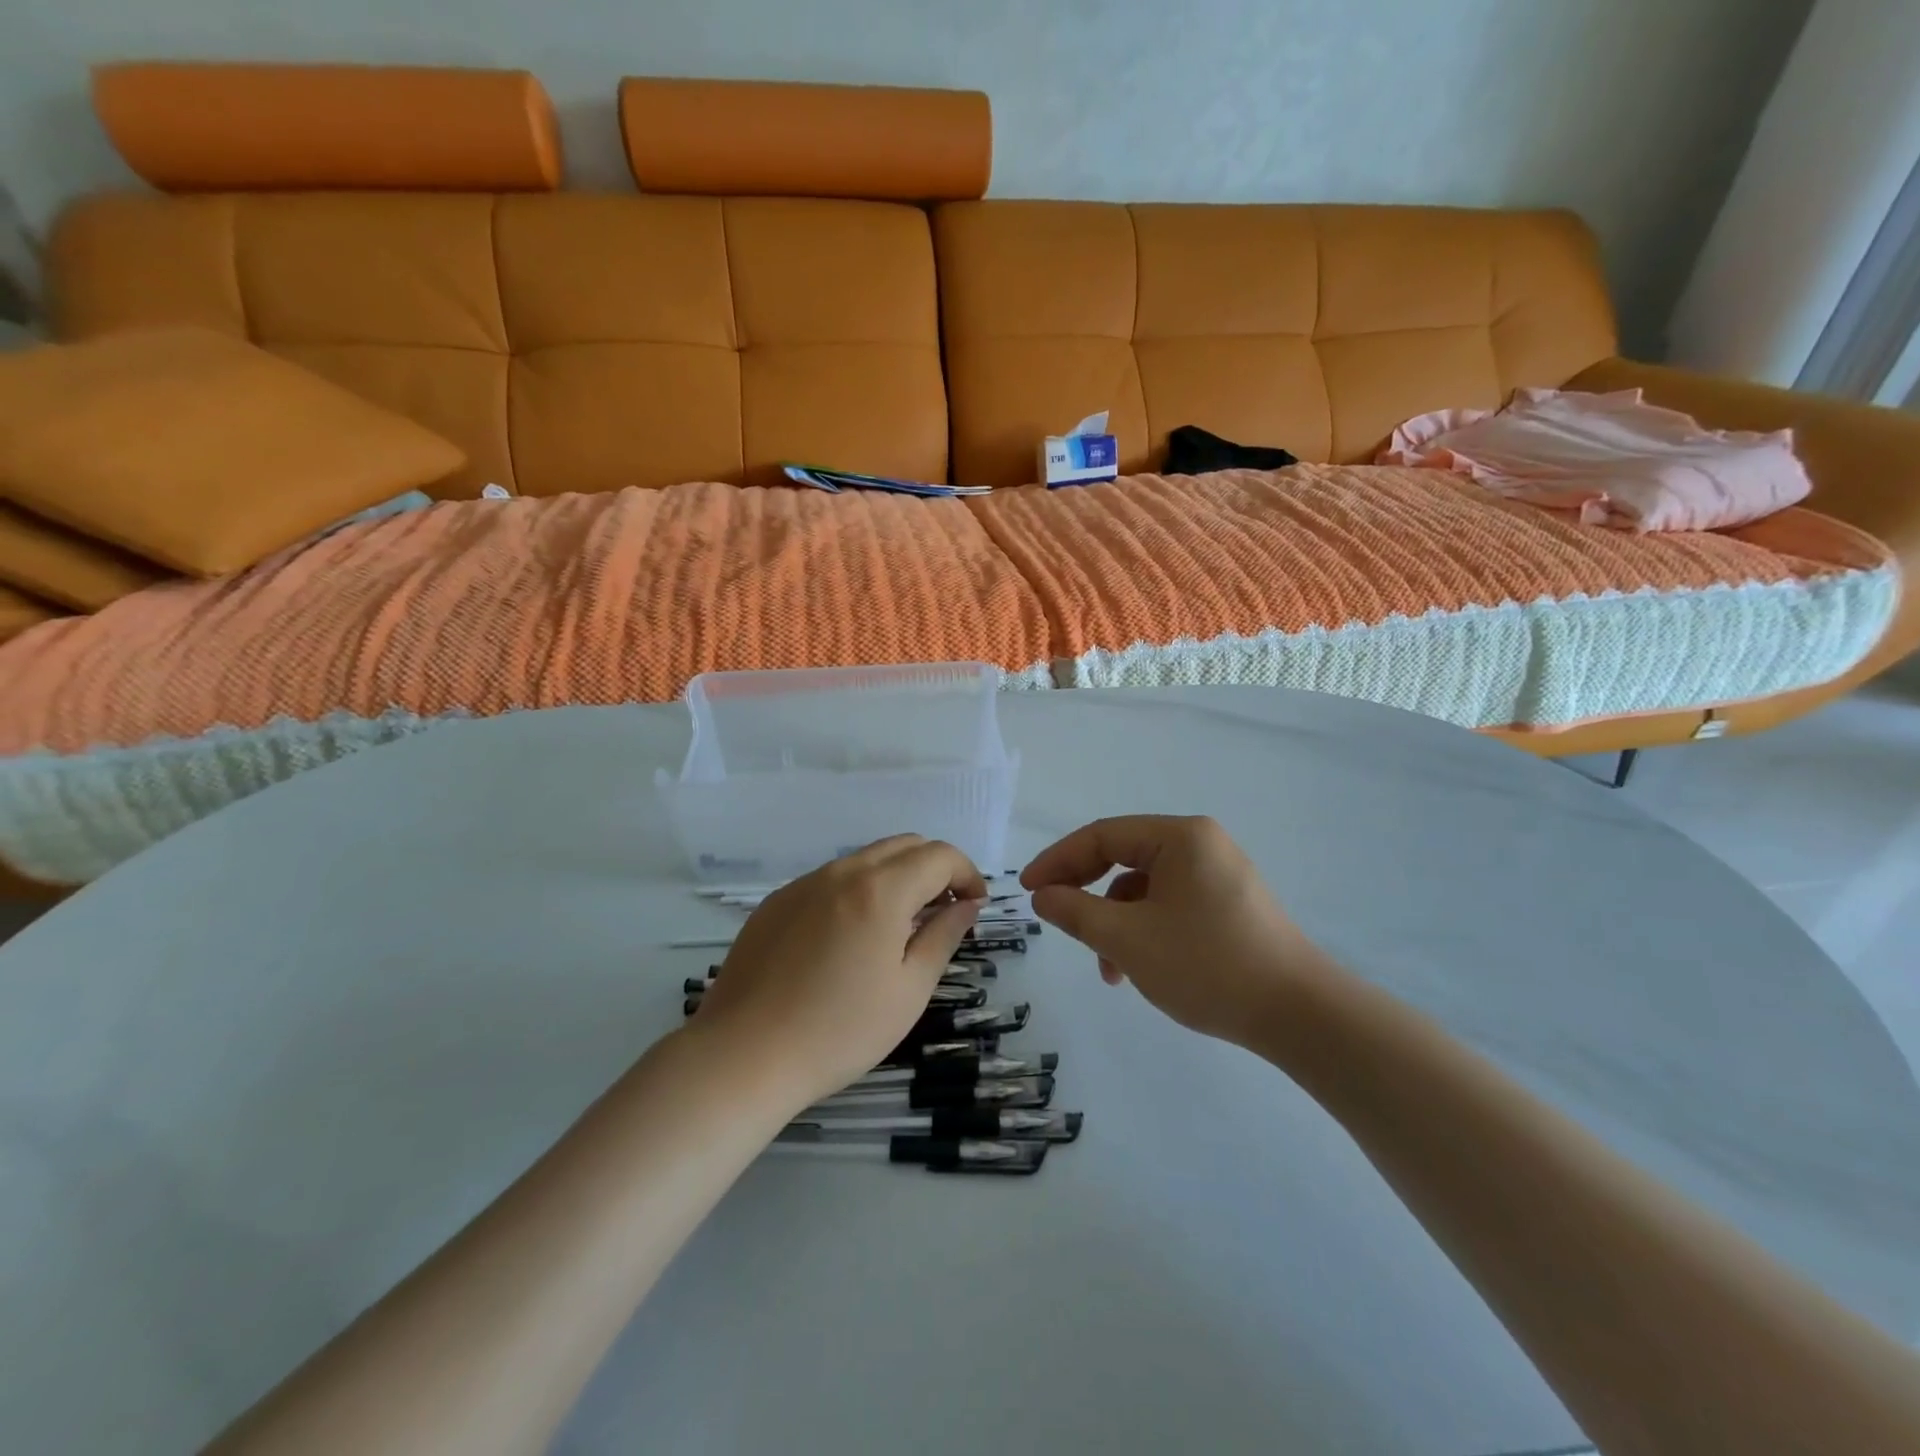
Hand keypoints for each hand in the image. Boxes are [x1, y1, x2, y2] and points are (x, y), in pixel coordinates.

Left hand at [690, 836, 986, 1109]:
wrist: (744, 1056)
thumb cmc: (839, 1031)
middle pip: (903, 845)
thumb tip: (966, 904)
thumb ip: (943, 937)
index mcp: (880, 890)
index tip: (975, 905)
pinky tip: (851, 937)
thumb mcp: (908, 990)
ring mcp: (804, 883)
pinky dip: (858, 890)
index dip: (967, 873)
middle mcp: (842, 872)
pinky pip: (831, 879)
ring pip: (865, 859)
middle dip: (935, 867)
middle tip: (945, 910)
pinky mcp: (776, 902)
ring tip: (901, 925)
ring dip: (897, 877)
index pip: (939, 855)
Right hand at [1021, 815, 1334, 1045]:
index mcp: (1180, 837)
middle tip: (1052, 915)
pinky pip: (1170, 905)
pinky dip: (1144, 930)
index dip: (1059, 860)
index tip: (1027, 890)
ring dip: (1115, 920)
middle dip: (1085, 890)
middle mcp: (1201, 845)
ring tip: (1106, 968)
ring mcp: (1218, 875)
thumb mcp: (1128, 939)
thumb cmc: (1207, 965)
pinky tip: (1136, 968)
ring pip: (1145, 887)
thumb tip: (1043, 895)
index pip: (1103, 836)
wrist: (1298, 1014)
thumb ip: (1077, 912)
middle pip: (1124, 857)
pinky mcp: (1229, 905)